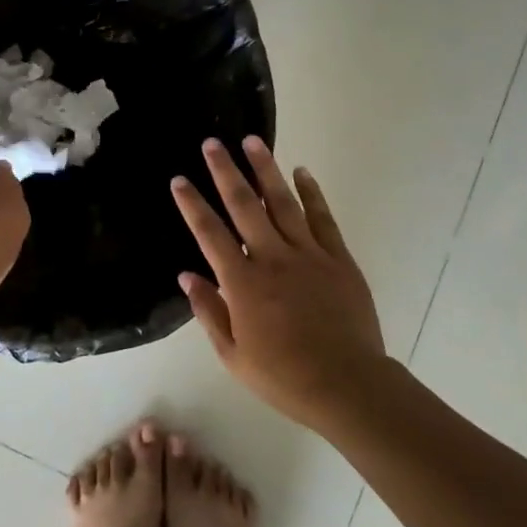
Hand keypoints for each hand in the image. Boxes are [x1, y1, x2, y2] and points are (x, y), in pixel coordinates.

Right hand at [172, 136, 387, 432]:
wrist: (348, 385)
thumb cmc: (284, 376)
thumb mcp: (233, 356)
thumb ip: (209, 312)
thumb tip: (187, 276)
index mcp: (243, 283)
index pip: (209, 234)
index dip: (192, 204)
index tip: (179, 180)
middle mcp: (272, 258)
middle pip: (244, 206)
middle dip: (225, 171)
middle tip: (212, 142)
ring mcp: (308, 255)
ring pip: (282, 202)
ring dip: (265, 169)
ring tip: (252, 141)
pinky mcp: (338, 258)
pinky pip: (322, 218)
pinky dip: (311, 192)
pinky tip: (301, 172)